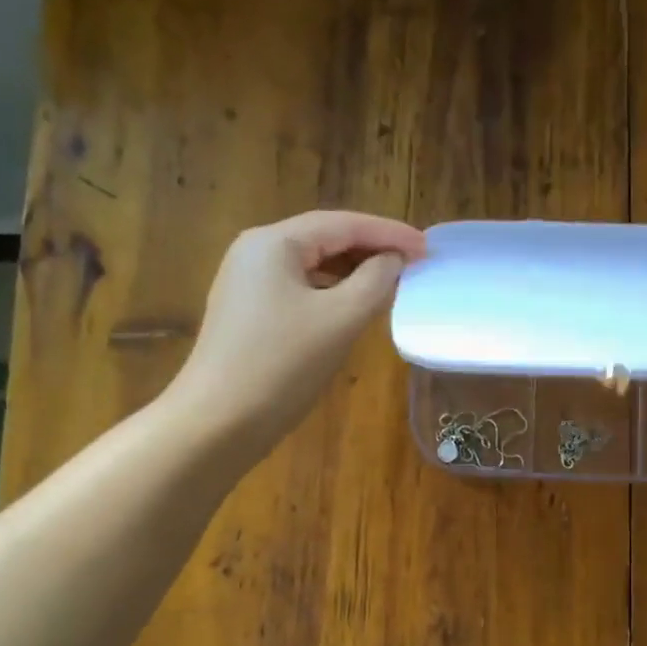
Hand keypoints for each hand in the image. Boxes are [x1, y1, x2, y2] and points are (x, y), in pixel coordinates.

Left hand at [168, 209, 425, 456]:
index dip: (389, 233)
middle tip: (415, 263)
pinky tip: (354, 307)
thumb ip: (375, 281)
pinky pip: (300, 289)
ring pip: (312, 265)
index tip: (428, 248)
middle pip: (325, 239)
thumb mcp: (340, 319)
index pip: (343, 224)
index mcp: (274, 243)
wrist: (218, 421)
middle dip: (372, 248)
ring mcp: (247, 283)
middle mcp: (255, 252)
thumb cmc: (282, 365)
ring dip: (354, 271)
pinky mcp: (248, 312)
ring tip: (392, 283)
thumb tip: (394, 261)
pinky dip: (333, 291)